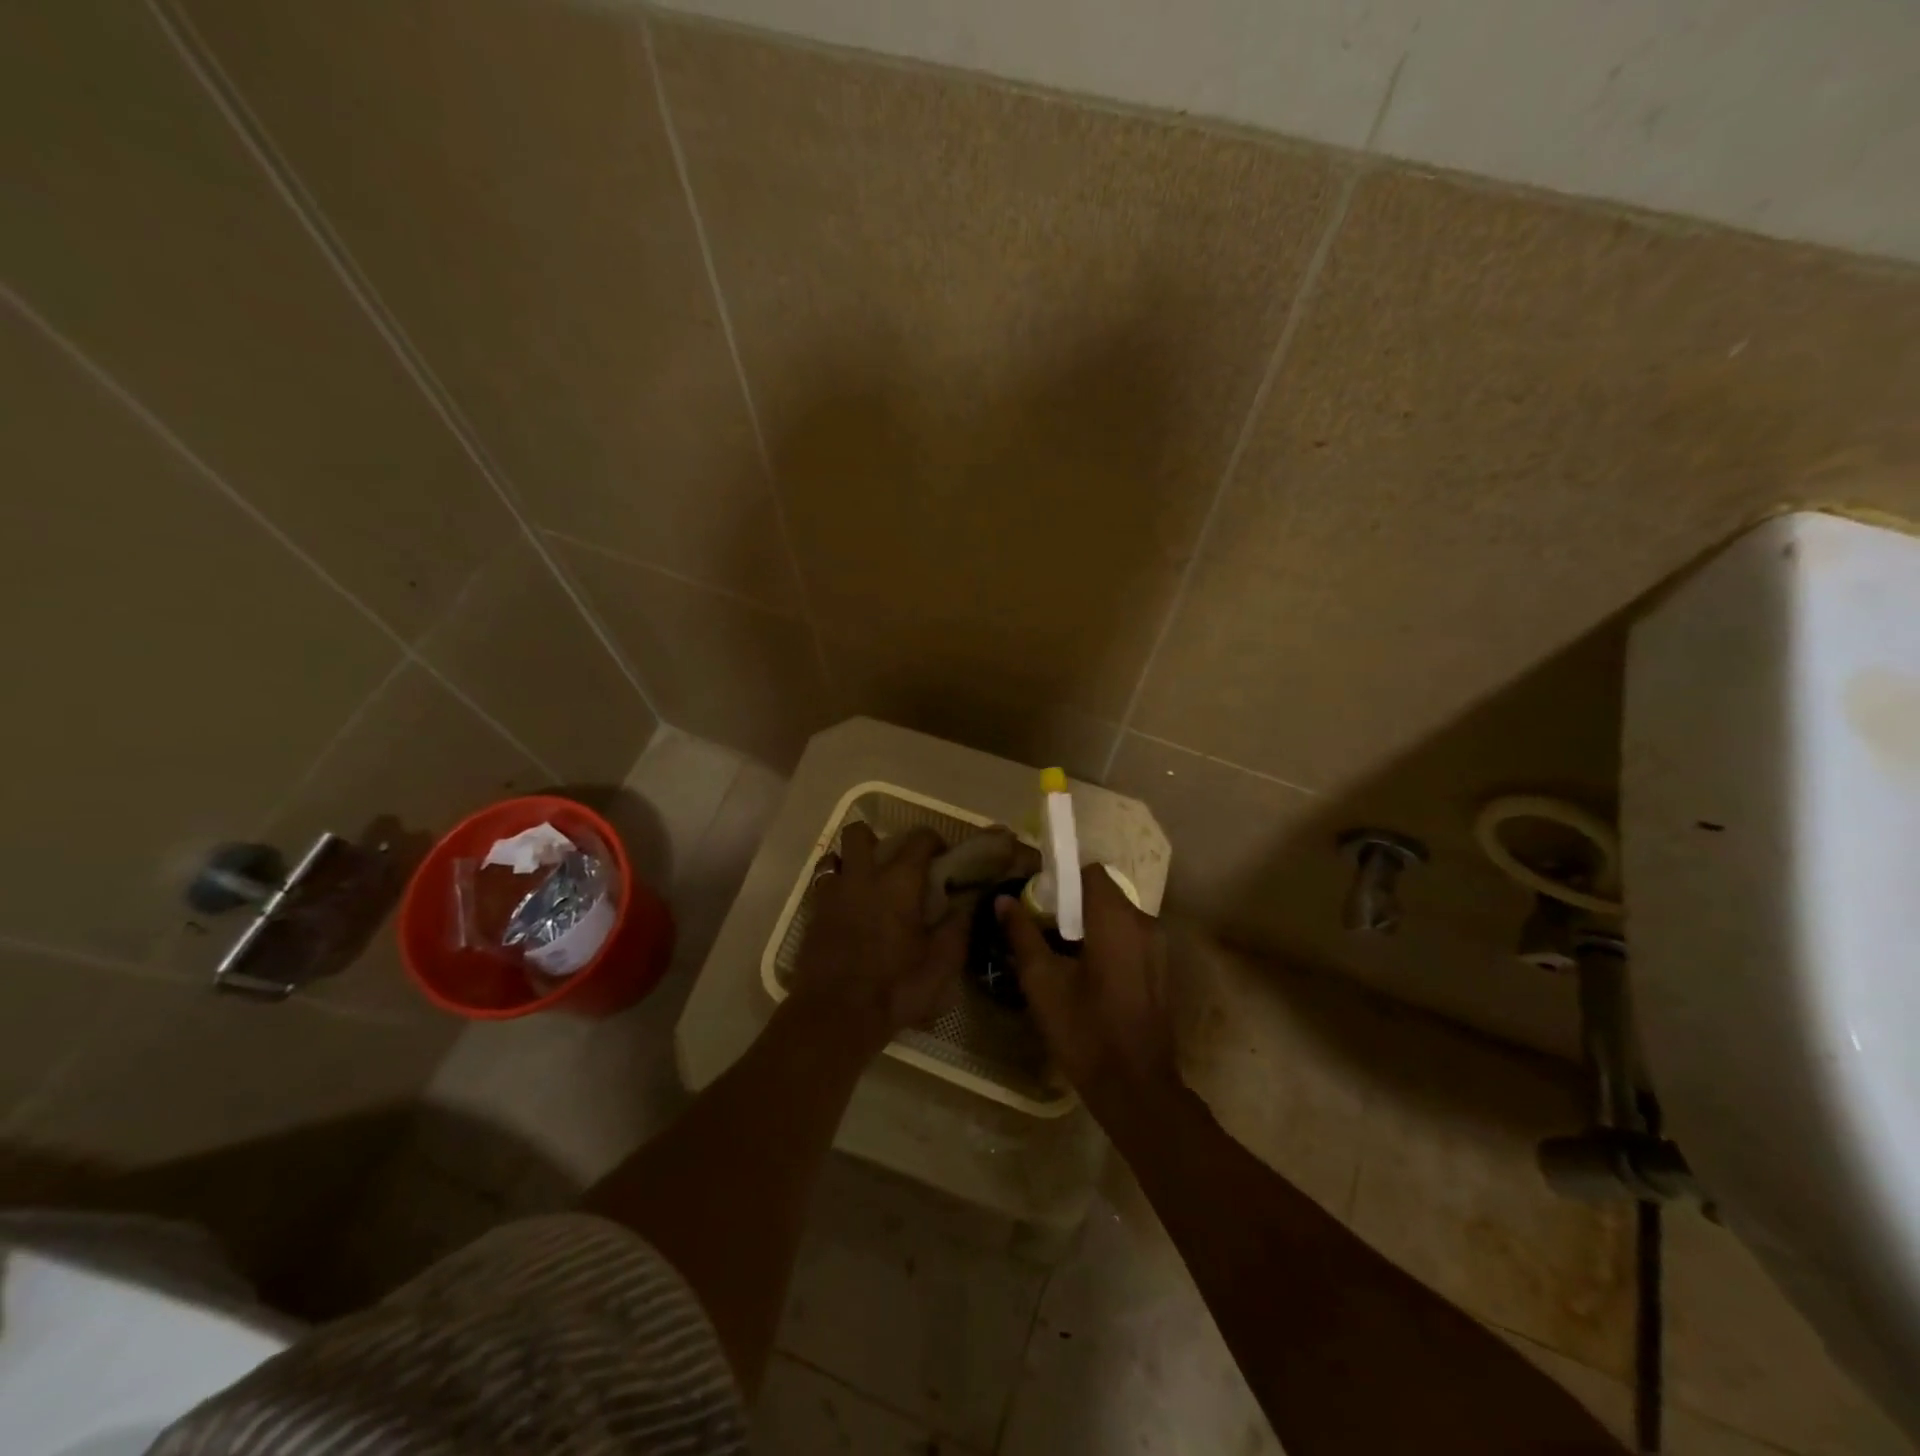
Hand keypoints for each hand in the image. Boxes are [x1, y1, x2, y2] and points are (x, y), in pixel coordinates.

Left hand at [790, 823, 967, 1056]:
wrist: (835, 1015)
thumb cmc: (895, 988)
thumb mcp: (941, 965)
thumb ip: (956, 930)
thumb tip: (964, 906)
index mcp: (899, 882)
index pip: (919, 839)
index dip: (933, 841)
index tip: (942, 857)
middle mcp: (862, 877)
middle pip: (860, 833)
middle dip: (877, 839)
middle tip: (893, 864)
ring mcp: (832, 894)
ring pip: (834, 857)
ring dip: (849, 862)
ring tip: (865, 884)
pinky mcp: (812, 915)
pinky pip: (822, 886)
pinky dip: (835, 889)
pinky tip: (847, 911)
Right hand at [997, 866, 1179, 1123]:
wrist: (1136, 1087)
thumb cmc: (1085, 1030)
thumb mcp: (1042, 981)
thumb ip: (1022, 934)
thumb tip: (1003, 900)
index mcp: (1116, 919)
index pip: (1089, 872)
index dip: (1061, 879)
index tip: (1037, 900)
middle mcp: (1144, 922)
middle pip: (1103, 893)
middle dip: (1071, 903)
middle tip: (1040, 928)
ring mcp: (1157, 946)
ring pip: (1116, 916)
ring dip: (1088, 923)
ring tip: (1056, 951)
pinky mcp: (1159, 968)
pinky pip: (1128, 937)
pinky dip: (1105, 941)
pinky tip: (1083, 972)